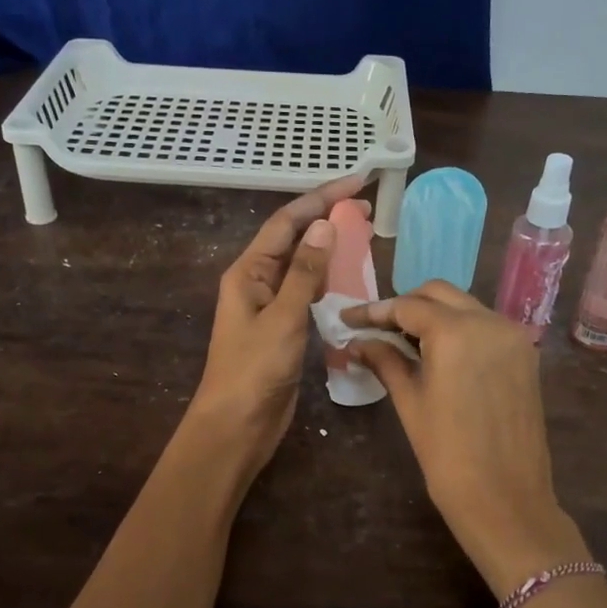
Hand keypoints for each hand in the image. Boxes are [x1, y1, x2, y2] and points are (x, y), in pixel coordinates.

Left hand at [187, 174, 367, 477]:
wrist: (238, 425)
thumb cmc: (255, 370)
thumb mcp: (283, 318)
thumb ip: (305, 272)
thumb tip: (325, 225)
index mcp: (248, 272)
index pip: (287, 222)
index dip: (321, 198)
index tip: (357, 182)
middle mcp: (258, 282)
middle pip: (295, 240)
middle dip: (328, 219)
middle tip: (369, 208)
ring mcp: (271, 306)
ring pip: (304, 267)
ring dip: (331, 250)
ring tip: (366, 236)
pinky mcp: (285, 329)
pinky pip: (309, 294)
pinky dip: (330, 282)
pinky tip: (352, 279)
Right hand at [344, 283, 588, 597]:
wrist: (506, 500)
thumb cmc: (448, 456)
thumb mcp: (410, 403)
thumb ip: (386, 361)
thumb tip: (358, 342)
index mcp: (457, 332)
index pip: (407, 306)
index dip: (374, 311)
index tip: (347, 318)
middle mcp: (490, 322)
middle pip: (439, 294)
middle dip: (405, 305)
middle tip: (375, 328)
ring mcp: (512, 336)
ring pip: (465, 306)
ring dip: (433, 315)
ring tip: (402, 339)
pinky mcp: (525, 354)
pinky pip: (485, 326)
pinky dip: (458, 329)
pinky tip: (436, 351)